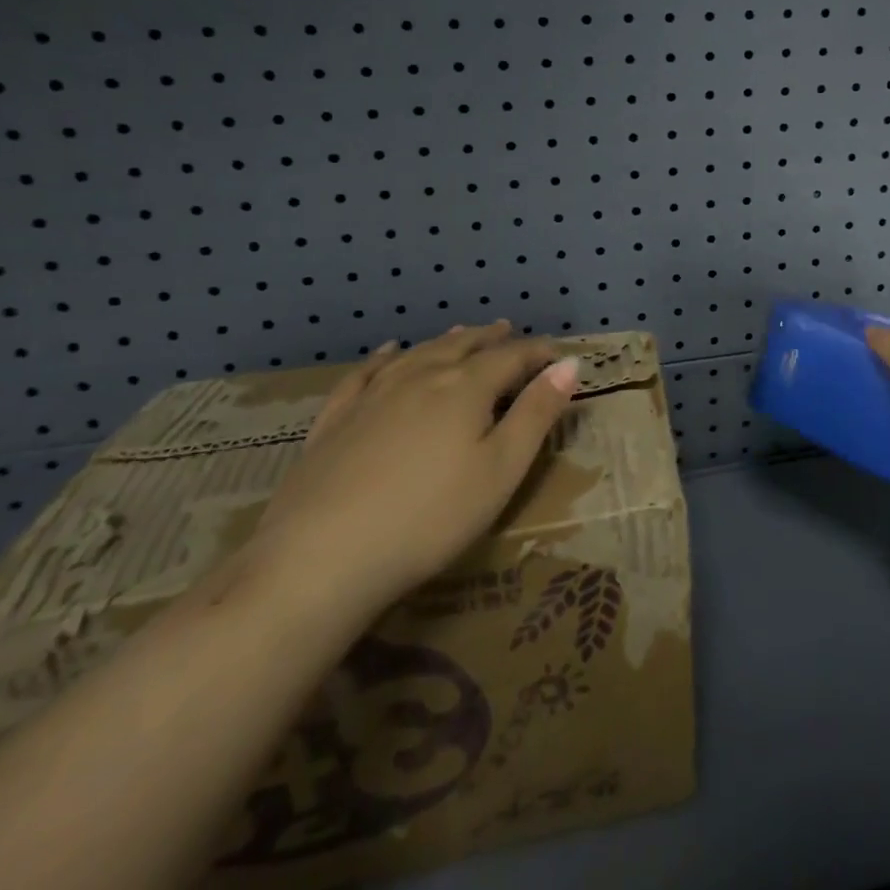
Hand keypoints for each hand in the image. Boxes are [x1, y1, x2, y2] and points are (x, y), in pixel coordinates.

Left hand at [250, 322, 580, 624]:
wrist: (320, 559)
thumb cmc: (430, 517)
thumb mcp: (501, 470)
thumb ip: (537, 413)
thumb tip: (570, 364)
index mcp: (466, 387)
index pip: (512, 356)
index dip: (539, 352)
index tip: (558, 355)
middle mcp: (421, 376)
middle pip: (464, 346)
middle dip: (492, 339)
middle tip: (510, 331)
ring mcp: (373, 395)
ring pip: (419, 353)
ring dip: (447, 341)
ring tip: (463, 333)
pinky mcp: (335, 420)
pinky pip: (365, 373)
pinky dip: (383, 357)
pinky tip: (387, 352)